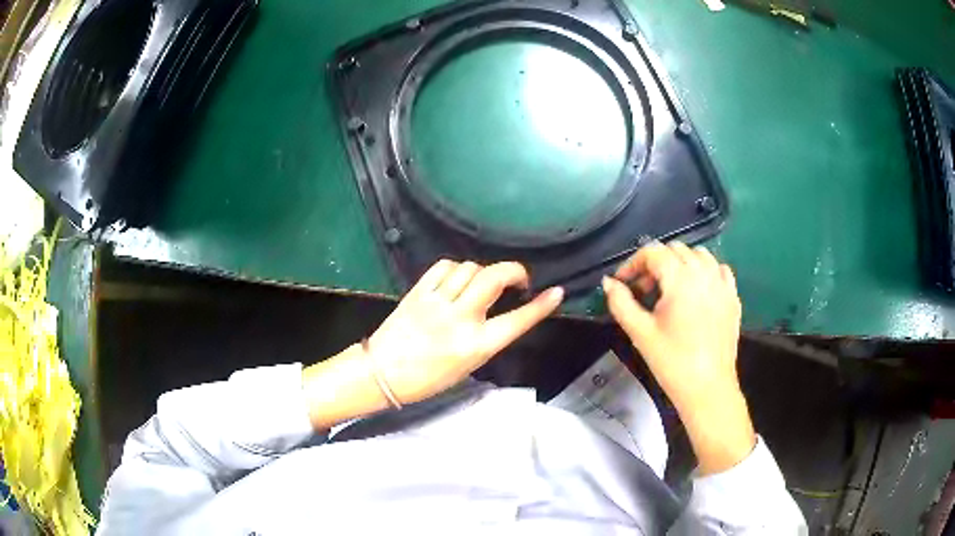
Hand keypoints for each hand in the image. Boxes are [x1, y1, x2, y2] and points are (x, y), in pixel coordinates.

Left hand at [303, 260, 562, 428]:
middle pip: (495, 277)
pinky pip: (445, 266)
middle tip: (517, 280)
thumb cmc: (428, 378)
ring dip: (483, 272)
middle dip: (514, 271)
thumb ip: (487, 337)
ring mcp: (438, 302)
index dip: (541, 305)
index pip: (518, 320)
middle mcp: (460, 319)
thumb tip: (501, 312)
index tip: (555, 292)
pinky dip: (457, 268)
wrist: (383, 373)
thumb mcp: (468, 366)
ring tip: (481, 284)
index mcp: (476, 346)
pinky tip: (457, 278)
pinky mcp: (419, 292)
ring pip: (471, 268)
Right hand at [602, 242, 754, 473]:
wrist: (708, 388)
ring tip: (670, 290)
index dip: (633, 263)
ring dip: (680, 264)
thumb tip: (608, 282)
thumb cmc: (672, 362)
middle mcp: (704, 273)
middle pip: (676, 250)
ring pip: (699, 255)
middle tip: (644, 291)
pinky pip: (719, 270)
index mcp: (681, 279)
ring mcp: (722, 284)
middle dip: (655, 264)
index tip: (622, 283)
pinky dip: (705, 272)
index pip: (653, 252)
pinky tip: (697, 292)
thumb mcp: (640, 333)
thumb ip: (621, 303)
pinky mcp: (733, 297)